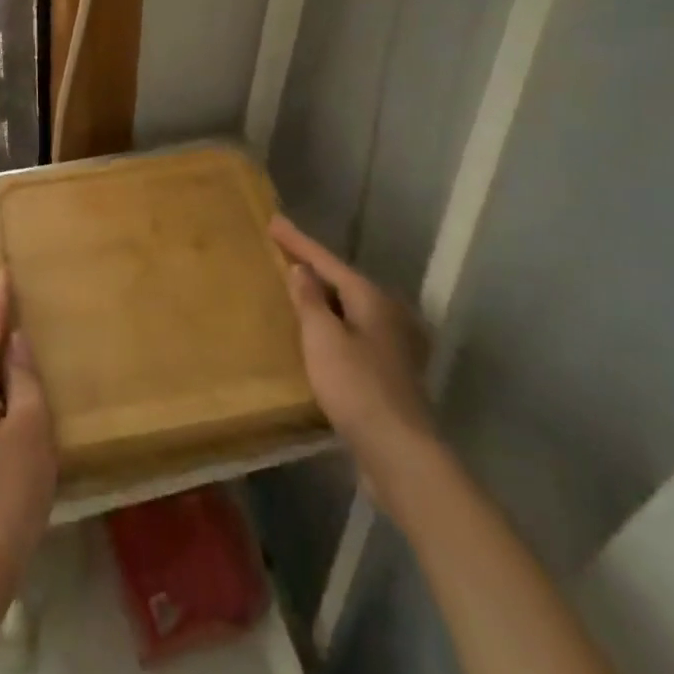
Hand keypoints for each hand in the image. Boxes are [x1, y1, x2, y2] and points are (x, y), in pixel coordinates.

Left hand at [0, 272, 56, 606]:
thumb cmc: (9, 490)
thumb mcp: (30, 426)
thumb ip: (24, 376)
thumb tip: (16, 339)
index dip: (0, 298)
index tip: (7, 269)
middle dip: (0, 325)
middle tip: (28, 303)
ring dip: (1, 356)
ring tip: (29, 339)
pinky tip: (18, 388)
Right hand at [271, 216, 435, 499]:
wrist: (399, 452)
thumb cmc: (357, 387)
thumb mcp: (323, 338)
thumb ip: (310, 301)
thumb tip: (302, 270)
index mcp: (371, 298)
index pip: (326, 261)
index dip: (297, 241)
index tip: (273, 221)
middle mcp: (386, 314)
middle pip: (342, 281)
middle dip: (312, 267)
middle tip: (282, 252)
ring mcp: (391, 344)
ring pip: (348, 308)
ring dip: (322, 297)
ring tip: (295, 288)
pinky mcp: (388, 372)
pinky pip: (352, 332)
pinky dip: (331, 323)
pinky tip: (317, 333)